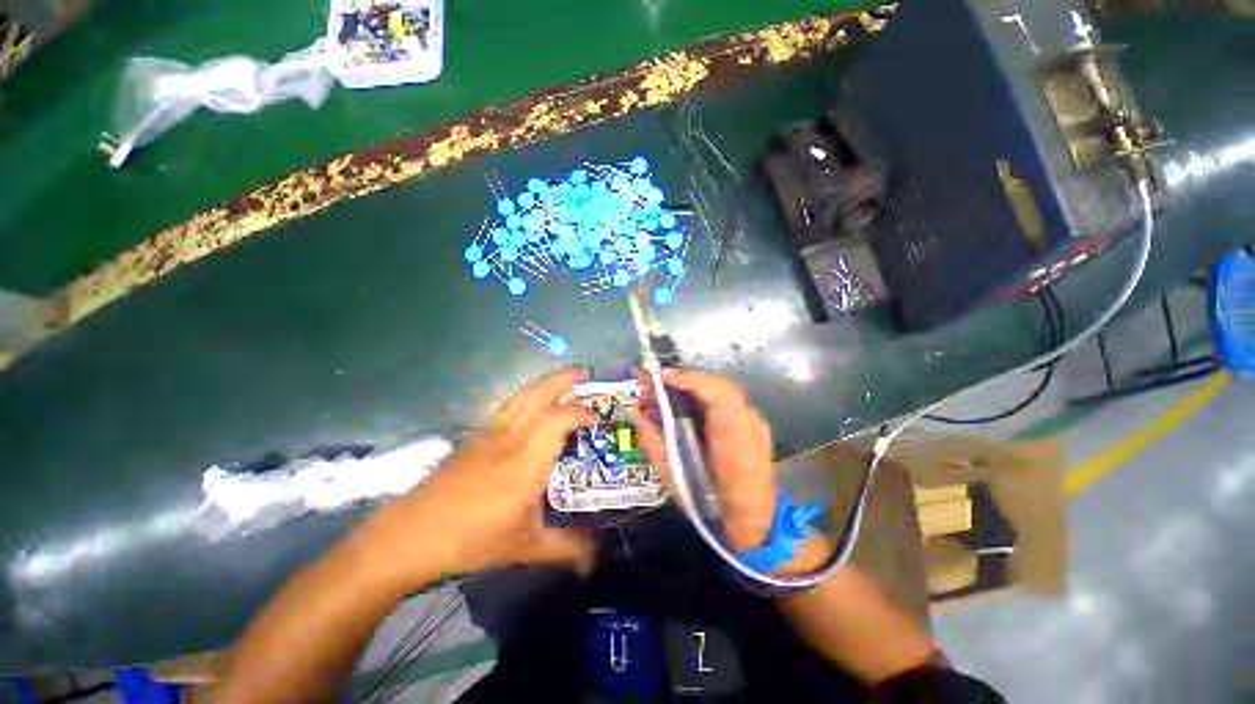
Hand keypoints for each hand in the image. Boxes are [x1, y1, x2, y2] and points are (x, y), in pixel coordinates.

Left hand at [354, 368, 596, 589]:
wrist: (410, 534)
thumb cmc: (471, 539)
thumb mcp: (524, 547)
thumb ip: (566, 548)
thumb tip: (597, 556)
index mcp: (526, 461)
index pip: (559, 420)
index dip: (581, 412)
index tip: (597, 417)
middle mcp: (509, 437)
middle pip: (538, 394)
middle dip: (564, 379)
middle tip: (585, 373)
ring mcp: (488, 432)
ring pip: (522, 394)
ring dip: (546, 382)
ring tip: (565, 380)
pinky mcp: (475, 435)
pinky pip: (509, 404)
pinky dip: (528, 395)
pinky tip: (534, 403)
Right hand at [633, 368, 777, 550]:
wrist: (754, 525)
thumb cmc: (710, 506)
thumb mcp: (673, 478)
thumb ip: (654, 442)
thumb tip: (640, 412)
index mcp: (734, 440)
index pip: (718, 394)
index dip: (688, 379)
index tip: (660, 376)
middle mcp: (750, 423)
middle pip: (719, 385)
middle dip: (686, 379)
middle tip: (657, 381)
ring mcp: (756, 422)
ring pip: (723, 391)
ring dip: (694, 386)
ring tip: (668, 388)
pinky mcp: (754, 424)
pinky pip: (727, 401)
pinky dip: (705, 396)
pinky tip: (688, 402)